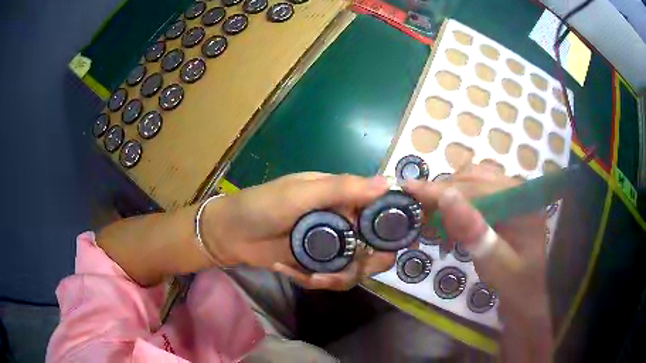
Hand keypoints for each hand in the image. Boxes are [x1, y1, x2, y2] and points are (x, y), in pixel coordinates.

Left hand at [203, 173, 395, 289]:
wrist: (230, 234)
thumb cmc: (263, 206)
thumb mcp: (300, 193)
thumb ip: (341, 189)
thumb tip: (385, 183)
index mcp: (341, 198)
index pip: (378, 211)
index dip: (390, 226)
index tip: (394, 245)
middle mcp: (341, 222)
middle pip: (372, 247)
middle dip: (367, 262)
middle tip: (354, 269)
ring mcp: (329, 247)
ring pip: (354, 268)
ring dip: (338, 277)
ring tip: (312, 277)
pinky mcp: (316, 265)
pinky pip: (331, 279)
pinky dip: (315, 281)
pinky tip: (289, 271)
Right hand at [403, 164, 551, 361]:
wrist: (528, 300)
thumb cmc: (516, 287)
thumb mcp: (497, 266)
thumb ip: (475, 234)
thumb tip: (446, 197)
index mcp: (522, 202)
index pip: (477, 187)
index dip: (442, 189)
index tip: (408, 189)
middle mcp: (517, 192)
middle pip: (474, 181)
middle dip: (443, 195)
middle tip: (417, 212)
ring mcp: (510, 199)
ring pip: (471, 187)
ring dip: (448, 201)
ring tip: (430, 221)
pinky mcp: (502, 209)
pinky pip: (474, 199)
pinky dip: (456, 210)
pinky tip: (447, 228)